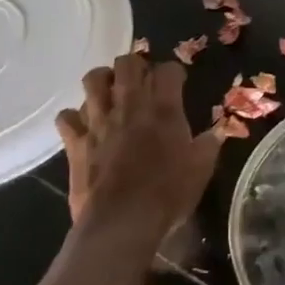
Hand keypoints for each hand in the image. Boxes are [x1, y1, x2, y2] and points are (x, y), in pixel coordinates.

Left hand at [55, 52, 222, 242]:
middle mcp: (129, 105)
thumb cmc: (167, 195)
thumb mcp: (200, 170)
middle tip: (141, 79)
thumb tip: (217, 132)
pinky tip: (83, 126)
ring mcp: (98, 120)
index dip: (173, 72)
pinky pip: (67, 116)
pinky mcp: (75, 141)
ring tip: (109, 92)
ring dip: (102, 80)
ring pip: (92, 79)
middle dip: (135, 65)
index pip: (168, 70)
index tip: (177, 82)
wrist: (122, 221)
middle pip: (127, 63)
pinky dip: (74, 117)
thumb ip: (208, 145)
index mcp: (163, 109)